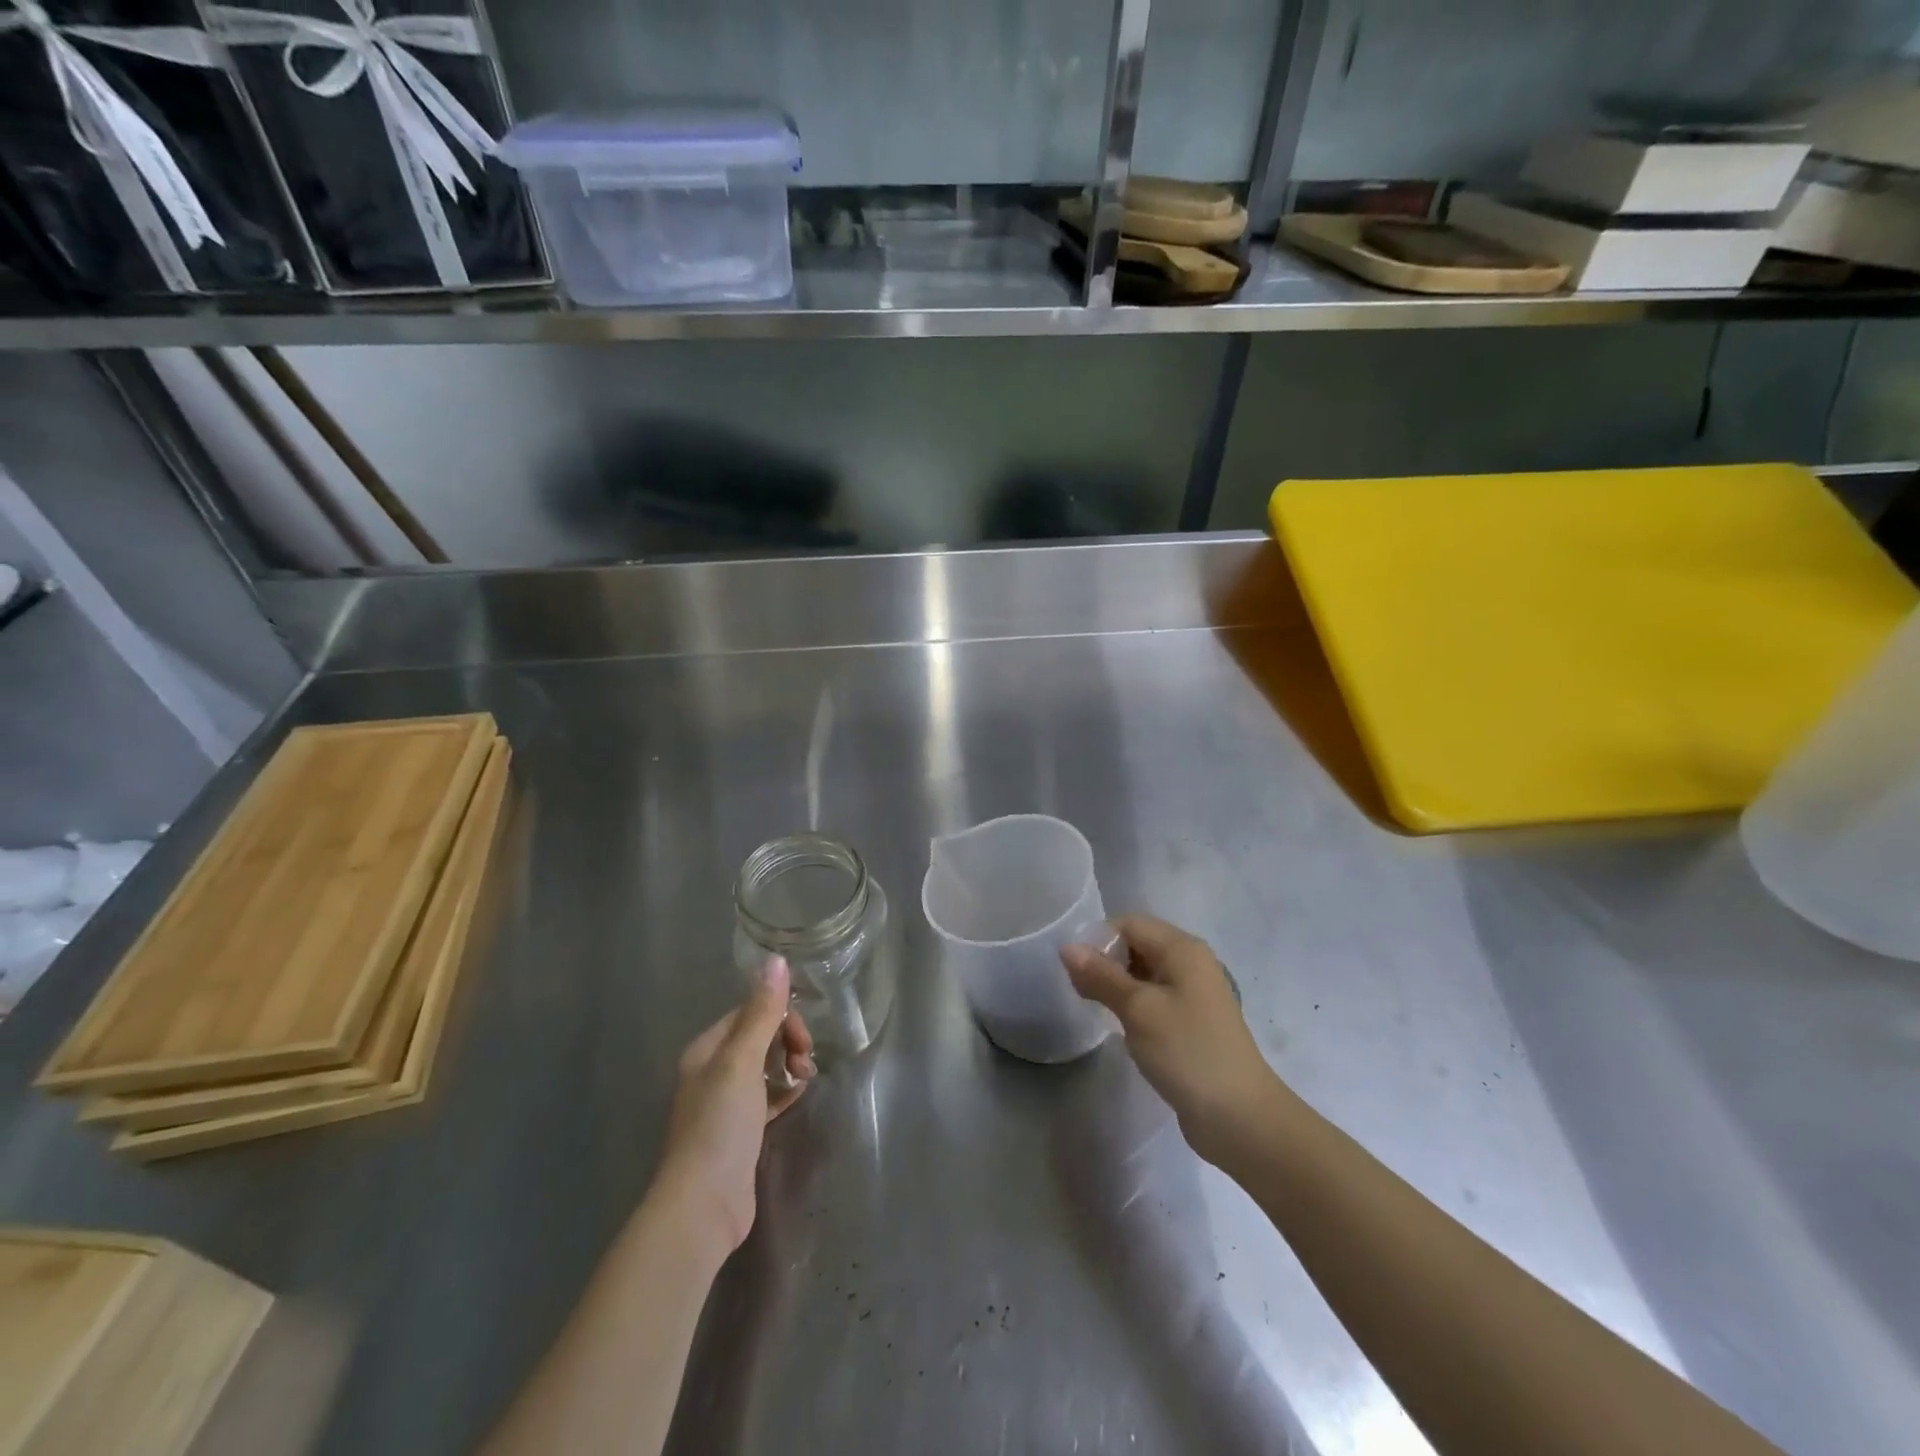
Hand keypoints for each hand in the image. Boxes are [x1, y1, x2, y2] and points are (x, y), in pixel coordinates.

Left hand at [652, 956, 814, 1252]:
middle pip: (759, 1038)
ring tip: (804, 1080)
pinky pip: (768, 1096)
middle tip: (806, 1062)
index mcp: (707, 1050)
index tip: (803, 1039)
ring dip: (789, 1064)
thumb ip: (761, 1012)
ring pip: (765, 1067)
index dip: (781, 1018)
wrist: (703, 1207)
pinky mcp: (741, 1132)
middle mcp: (713, 1071)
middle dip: (788, 1041)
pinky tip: (798, 1096)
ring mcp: (725, 1104)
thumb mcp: (742, 1062)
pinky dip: (784, 1091)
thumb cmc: (719, 1126)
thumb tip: (776, 959)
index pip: (750, 1013)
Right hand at [1062, 915, 1280, 1164]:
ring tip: (1095, 1008)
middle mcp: (1191, 962)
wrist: (1240, 1117)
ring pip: (1144, 972)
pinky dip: (1134, 1004)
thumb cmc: (1187, 1052)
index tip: (1073, 971)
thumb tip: (1067, 947)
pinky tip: (1121, 1026)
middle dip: (1105, 961)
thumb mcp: (1138, 1010)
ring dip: (1118, 984)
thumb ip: (1101, 976)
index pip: (1129, 924)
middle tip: (1080, 991)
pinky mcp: (1193, 1021)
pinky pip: (1155, 997)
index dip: (1098, 940)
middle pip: (1138, 944)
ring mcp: (1195, 993)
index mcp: (1182, 949)